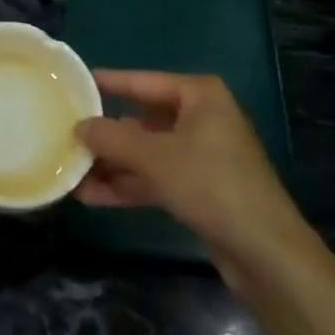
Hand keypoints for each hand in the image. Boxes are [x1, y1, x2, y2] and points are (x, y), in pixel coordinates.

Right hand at [75, 70, 311, 295]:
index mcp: (199, 95)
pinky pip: (157, 178)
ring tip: (72, 172)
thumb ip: (112, 138)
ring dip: (113, 165)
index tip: (75, 84)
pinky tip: (93, 196)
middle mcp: (202, 118)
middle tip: (67, 136)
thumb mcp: (155, 157)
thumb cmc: (211, 184)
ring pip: (147, 153)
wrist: (267, 253)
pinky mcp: (201, 189)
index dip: (107, 84)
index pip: (142, 82)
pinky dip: (129, 185)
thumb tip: (78, 126)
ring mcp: (202, 155)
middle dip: (106, 135)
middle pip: (143, 120)